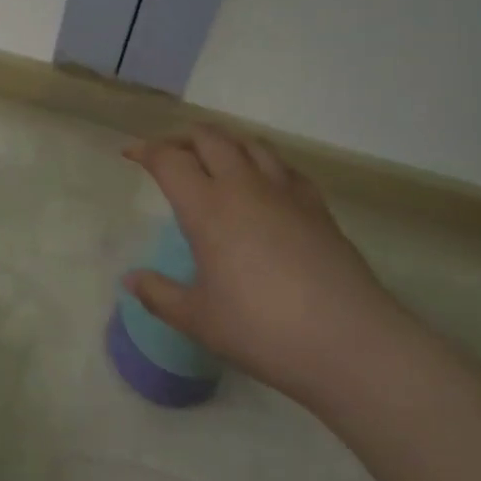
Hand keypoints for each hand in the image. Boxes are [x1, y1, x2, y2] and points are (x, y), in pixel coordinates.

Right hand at [124, 126, 404, 402]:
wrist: (350, 342)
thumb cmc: (262, 330)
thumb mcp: (199, 320)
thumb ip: (160, 295)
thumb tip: (131, 279)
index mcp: (208, 209)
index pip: (169, 161)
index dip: (146, 151)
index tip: (131, 154)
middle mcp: (244, 188)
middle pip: (210, 139)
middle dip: (183, 138)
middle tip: (170, 154)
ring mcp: (285, 193)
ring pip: (251, 144)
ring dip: (226, 142)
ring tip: (215, 158)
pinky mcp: (318, 207)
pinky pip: (286, 168)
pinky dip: (265, 163)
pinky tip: (265, 184)